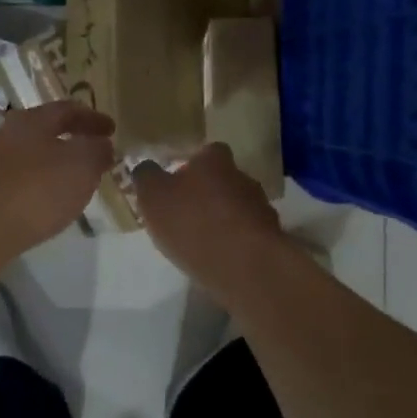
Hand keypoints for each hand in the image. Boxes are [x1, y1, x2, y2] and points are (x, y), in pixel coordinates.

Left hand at [0, 101, 115, 267]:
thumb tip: (103, 144)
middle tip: (96, 151)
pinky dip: (40, 185)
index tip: (112, 129)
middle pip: (46, 130)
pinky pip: (21, 180)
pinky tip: (49, 203)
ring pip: (33, 155)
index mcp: (32, 120)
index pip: (68, 109)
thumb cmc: (35, 190)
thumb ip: (97, 151)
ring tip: (76, 180)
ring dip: (56, 163)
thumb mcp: (81, 166)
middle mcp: (8, 135)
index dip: (93, 118)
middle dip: (73, 138)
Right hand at [132, 143, 284, 292]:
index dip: (191, 165)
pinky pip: (246, 234)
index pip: (206, 152)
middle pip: (223, 179)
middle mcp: (242, 177)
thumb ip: (146, 177)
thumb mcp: (153, 197)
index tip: (177, 184)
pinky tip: (219, 258)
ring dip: (223, 219)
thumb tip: (146, 167)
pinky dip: (234, 242)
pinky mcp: (270, 238)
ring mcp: (261, 207)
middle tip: (186, 214)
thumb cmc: (193, 222)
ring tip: (202, 241)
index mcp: (215, 160)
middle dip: (207, 194)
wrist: (244, 265)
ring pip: (237, 207)